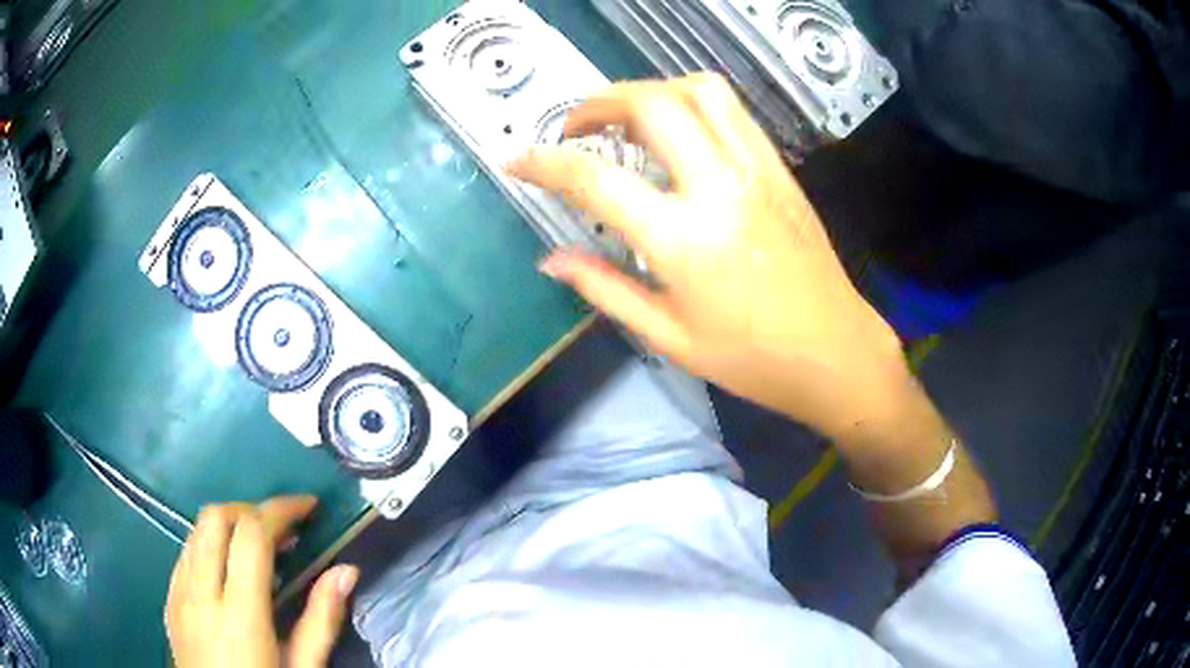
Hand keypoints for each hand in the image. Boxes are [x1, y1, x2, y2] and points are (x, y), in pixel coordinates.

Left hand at [165, 496, 358, 667]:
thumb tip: (346, 571)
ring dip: (229, 526)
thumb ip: (321, 620)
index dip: (280, 510)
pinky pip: (185, 554)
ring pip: (196, 531)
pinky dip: (210, 546)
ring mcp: (178, 594)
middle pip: (215, 518)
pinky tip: (230, 572)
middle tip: (284, 531)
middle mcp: (200, 593)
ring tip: (260, 550)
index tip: (308, 508)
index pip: (251, 534)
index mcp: (239, 614)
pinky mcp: (169, 601)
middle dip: (251, 511)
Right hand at [508, 74, 909, 437]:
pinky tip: (678, 129)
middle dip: (599, 102)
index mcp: (683, 239)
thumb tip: (552, 260)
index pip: (595, 179)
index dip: (543, 163)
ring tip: (626, 117)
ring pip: (699, 91)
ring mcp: (755, 171)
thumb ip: (605, 289)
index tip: (514, 158)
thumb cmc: (751, 358)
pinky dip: (693, 101)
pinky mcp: (779, 170)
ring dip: (650, 89)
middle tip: (575, 127)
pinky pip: (734, 111)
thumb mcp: (669, 337)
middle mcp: (718, 187)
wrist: (834, 352)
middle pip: (651, 104)